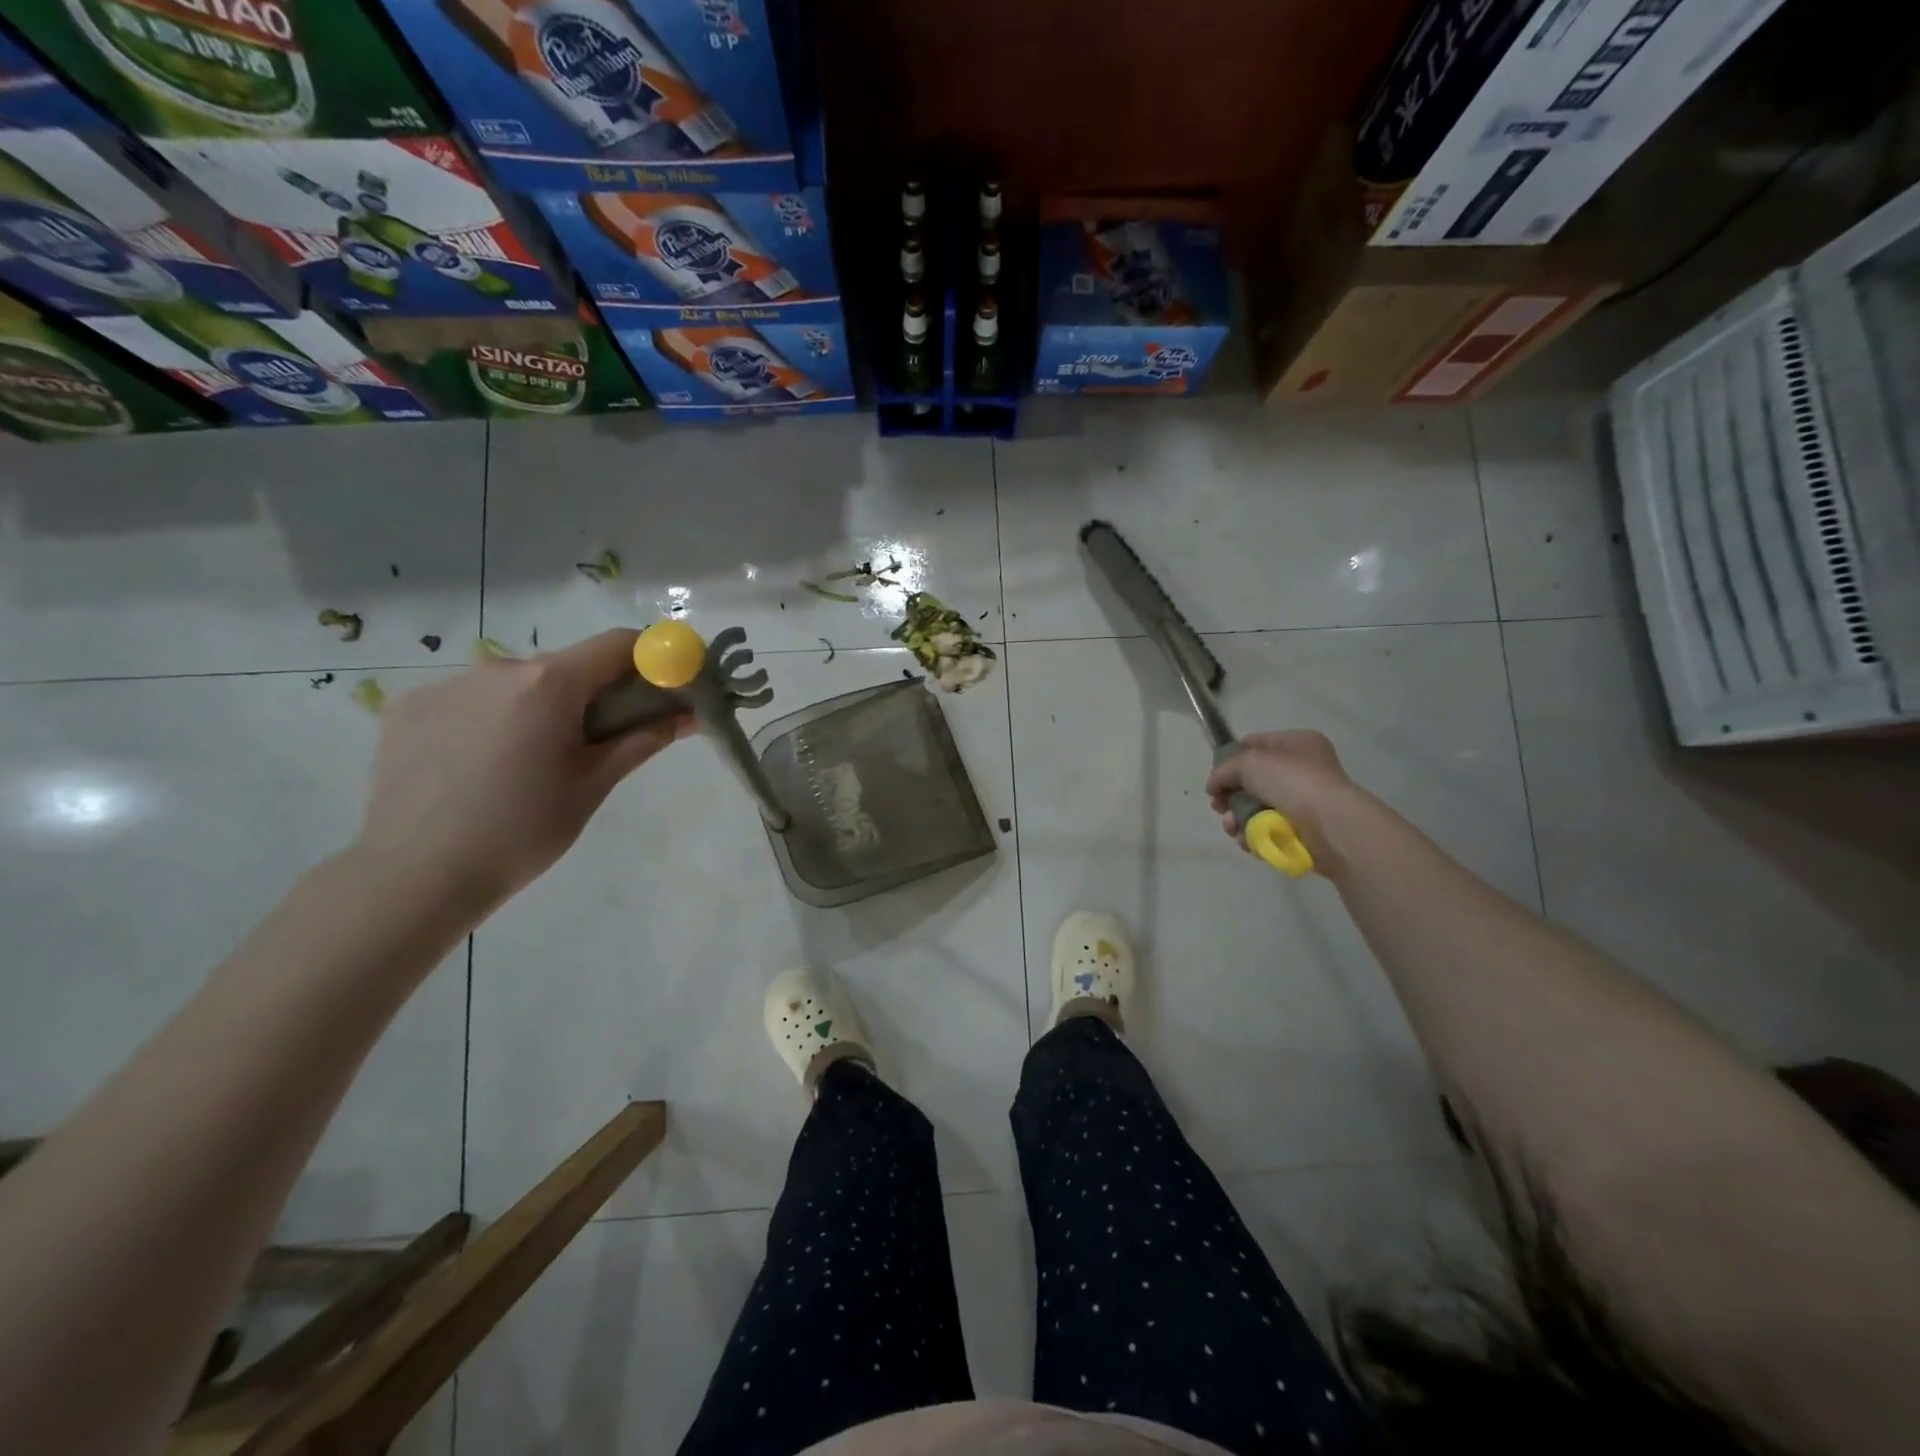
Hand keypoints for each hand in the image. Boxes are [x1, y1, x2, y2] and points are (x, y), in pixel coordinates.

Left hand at [352, 630, 692, 916]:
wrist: (416, 875)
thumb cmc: (524, 830)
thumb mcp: (593, 785)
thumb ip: (642, 740)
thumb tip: (688, 715)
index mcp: (549, 684)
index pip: (617, 644)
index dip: (649, 659)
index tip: (662, 687)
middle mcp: (497, 668)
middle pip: (565, 666)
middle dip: (591, 694)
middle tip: (595, 744)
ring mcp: (446, 684)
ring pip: (515, 685)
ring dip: (537, 708)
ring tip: (526, 766)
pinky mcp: (408, 707)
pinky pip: (470, 701)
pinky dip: (489, 721)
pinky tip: (478, 769)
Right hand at [1205, 729, 1356, 862]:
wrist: (1331, 826)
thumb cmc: (1292, 783)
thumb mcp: (1249, 764)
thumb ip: (1224, 770)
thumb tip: (1214, 786)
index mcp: (1297, 743)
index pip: (1254, 744)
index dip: (1230, 759)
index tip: (1216, 778)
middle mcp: (1303, 768)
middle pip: (1253, 780)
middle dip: (1231, 795)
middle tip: (1219, 807)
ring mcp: (1305, 800)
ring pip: (1257, 807)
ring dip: (1238, 818)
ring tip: (1233, 827)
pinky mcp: (1304, 829)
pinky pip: (1269, 828)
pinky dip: (1254, 834)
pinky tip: (1247, 840)